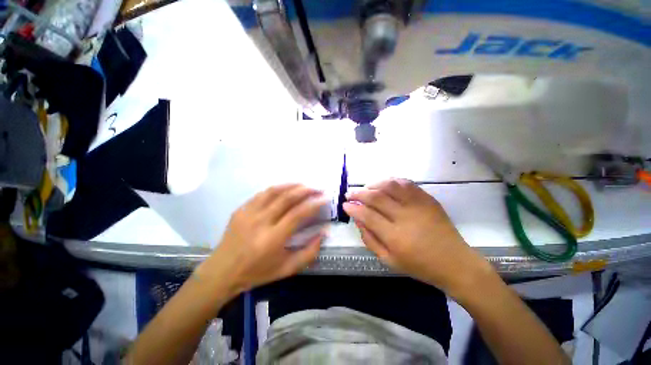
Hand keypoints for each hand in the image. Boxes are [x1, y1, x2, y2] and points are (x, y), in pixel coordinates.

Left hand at [196, 184, 327, 296]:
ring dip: (292, 185)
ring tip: (305, 185)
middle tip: (318, 188)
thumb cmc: (257, 273)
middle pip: (287, 198)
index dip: (314, 204)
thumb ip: (309, 252)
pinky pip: (262, 194)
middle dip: (306, 190)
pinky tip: (285, 189)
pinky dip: (277, 188)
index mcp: (273, 239)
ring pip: (274, 191)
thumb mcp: (287, 269)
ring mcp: (248, 213)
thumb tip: (324, 232)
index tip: (325, 198)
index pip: (298, 214)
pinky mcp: (241, 209)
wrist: (222, 272)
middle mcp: (260, 222)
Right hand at [344, 179, 491, 296]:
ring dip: (374, 184)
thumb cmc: (419, 266)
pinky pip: (406, 183)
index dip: (353, 208)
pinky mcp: (428, 199)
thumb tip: (358, 219)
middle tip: (350, 193)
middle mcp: (406, 217)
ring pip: (390, 186)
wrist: (455, 262)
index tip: (345, 204)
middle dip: (359, 193)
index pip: (367, 215)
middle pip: (376, 197)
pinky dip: (391, 181)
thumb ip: (369, 239)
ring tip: (366, 188)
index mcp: (395, 237)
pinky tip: (384, 184)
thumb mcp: (389, 260)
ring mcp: (419, 205)